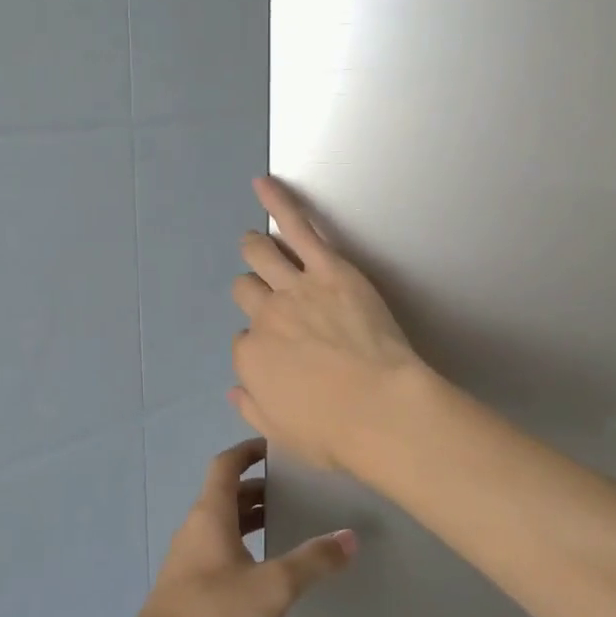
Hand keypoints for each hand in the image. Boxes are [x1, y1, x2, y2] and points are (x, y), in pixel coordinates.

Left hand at [133, 439, 355, 616]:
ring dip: (250, 515)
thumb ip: (312, 561)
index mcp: (211, 513)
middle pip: (226, 492)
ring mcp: (188, 555)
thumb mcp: (273, 586)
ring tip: (285, 522)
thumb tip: (350, 537)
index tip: (275, 447)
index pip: (226, 464)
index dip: (248, 450)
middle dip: (258, 486)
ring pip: (222, 521)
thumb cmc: (214, 612)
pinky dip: (241, 541)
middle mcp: (196, 526)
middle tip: (294, 489)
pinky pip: (218, 545)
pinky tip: (263, 566)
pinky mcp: (187, 582)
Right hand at [231, 176, 429, 472]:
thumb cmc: (336, 432)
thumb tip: (233, 390)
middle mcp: (264, 317)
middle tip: (272, 299)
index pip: (243, 341)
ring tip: (257, 243)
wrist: (382, 409)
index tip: (281, 353)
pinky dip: (279, 202)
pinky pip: (298, 227)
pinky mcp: (329, 268)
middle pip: (247, 291)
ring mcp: (295, 288)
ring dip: (255, 248)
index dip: (261, 345)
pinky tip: (263, 183)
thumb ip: (252, 407)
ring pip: (260, 254)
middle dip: (254, 293)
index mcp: (251, 359)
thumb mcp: (282, 433)